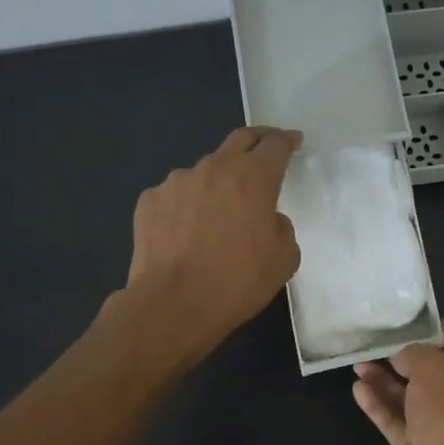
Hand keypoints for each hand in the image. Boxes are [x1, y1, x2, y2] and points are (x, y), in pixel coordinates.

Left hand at [124, 127, 302, 363]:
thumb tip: (268, 220)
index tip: (294, 141)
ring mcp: (176, 182)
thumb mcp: (283, 260)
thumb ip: (282, 229)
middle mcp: (213, 169)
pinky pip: (175, 196)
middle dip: (256, 140)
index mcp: (253, 178)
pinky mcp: (149, 201)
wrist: (173, 304)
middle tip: (265, 148)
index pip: (275, 145)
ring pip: (204, 172)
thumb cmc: (237, 282)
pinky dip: (186, 206)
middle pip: (239, 140)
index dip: (287, 140)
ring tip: (217, 212)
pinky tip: (185, 233)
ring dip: (217, 183)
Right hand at [353, 321, 443, 444]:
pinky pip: (391, 417)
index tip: (420, 318)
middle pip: (428, 370)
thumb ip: (415, 354)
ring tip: (357, 362)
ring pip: (405, 394)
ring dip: (383, 378)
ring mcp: (432, 423)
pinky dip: (376, 403)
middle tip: (376, 340)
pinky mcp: (411, 444)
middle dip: (403, 355)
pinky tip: (357, 388)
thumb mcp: (434, 370)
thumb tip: (401, 356)